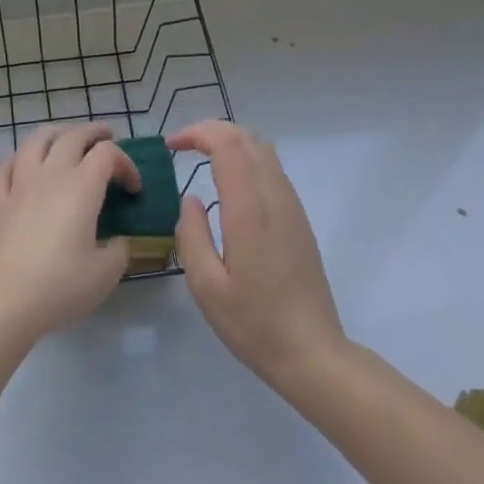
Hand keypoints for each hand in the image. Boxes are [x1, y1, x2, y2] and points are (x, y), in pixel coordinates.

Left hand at [0, 123, 137, 345]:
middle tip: (106, 136)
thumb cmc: (59, 286)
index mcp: (81, 187)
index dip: (126, 163)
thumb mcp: (105, 274)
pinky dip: (18, 157)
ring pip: (35, 140)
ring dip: (55, 132)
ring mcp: (18, 185)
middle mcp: (50, 176)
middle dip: (93, 132)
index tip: (133, 188)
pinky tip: (22, 163)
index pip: (107, 155)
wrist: (2, 301)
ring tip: (65, 136)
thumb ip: (118, 251)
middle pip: (72, 136)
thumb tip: (116, 242)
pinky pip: (4, 166)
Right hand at [169, 120, 344, 390]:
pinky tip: (229, 183)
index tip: (171, 146)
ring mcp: (292, 207)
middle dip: (212, 130)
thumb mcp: (206, 285)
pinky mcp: (299, 219)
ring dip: (231, 142)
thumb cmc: (253, 323)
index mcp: (250, 210)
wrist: (312, 353)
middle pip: (247, 138)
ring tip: (202, 157)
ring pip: (264, 150)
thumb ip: (191, 235)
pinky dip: (247, 159)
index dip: (197, 133)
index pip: (227, 144)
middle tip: (182, 146)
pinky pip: (273, 170)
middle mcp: (275, 198)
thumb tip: (190, 199)